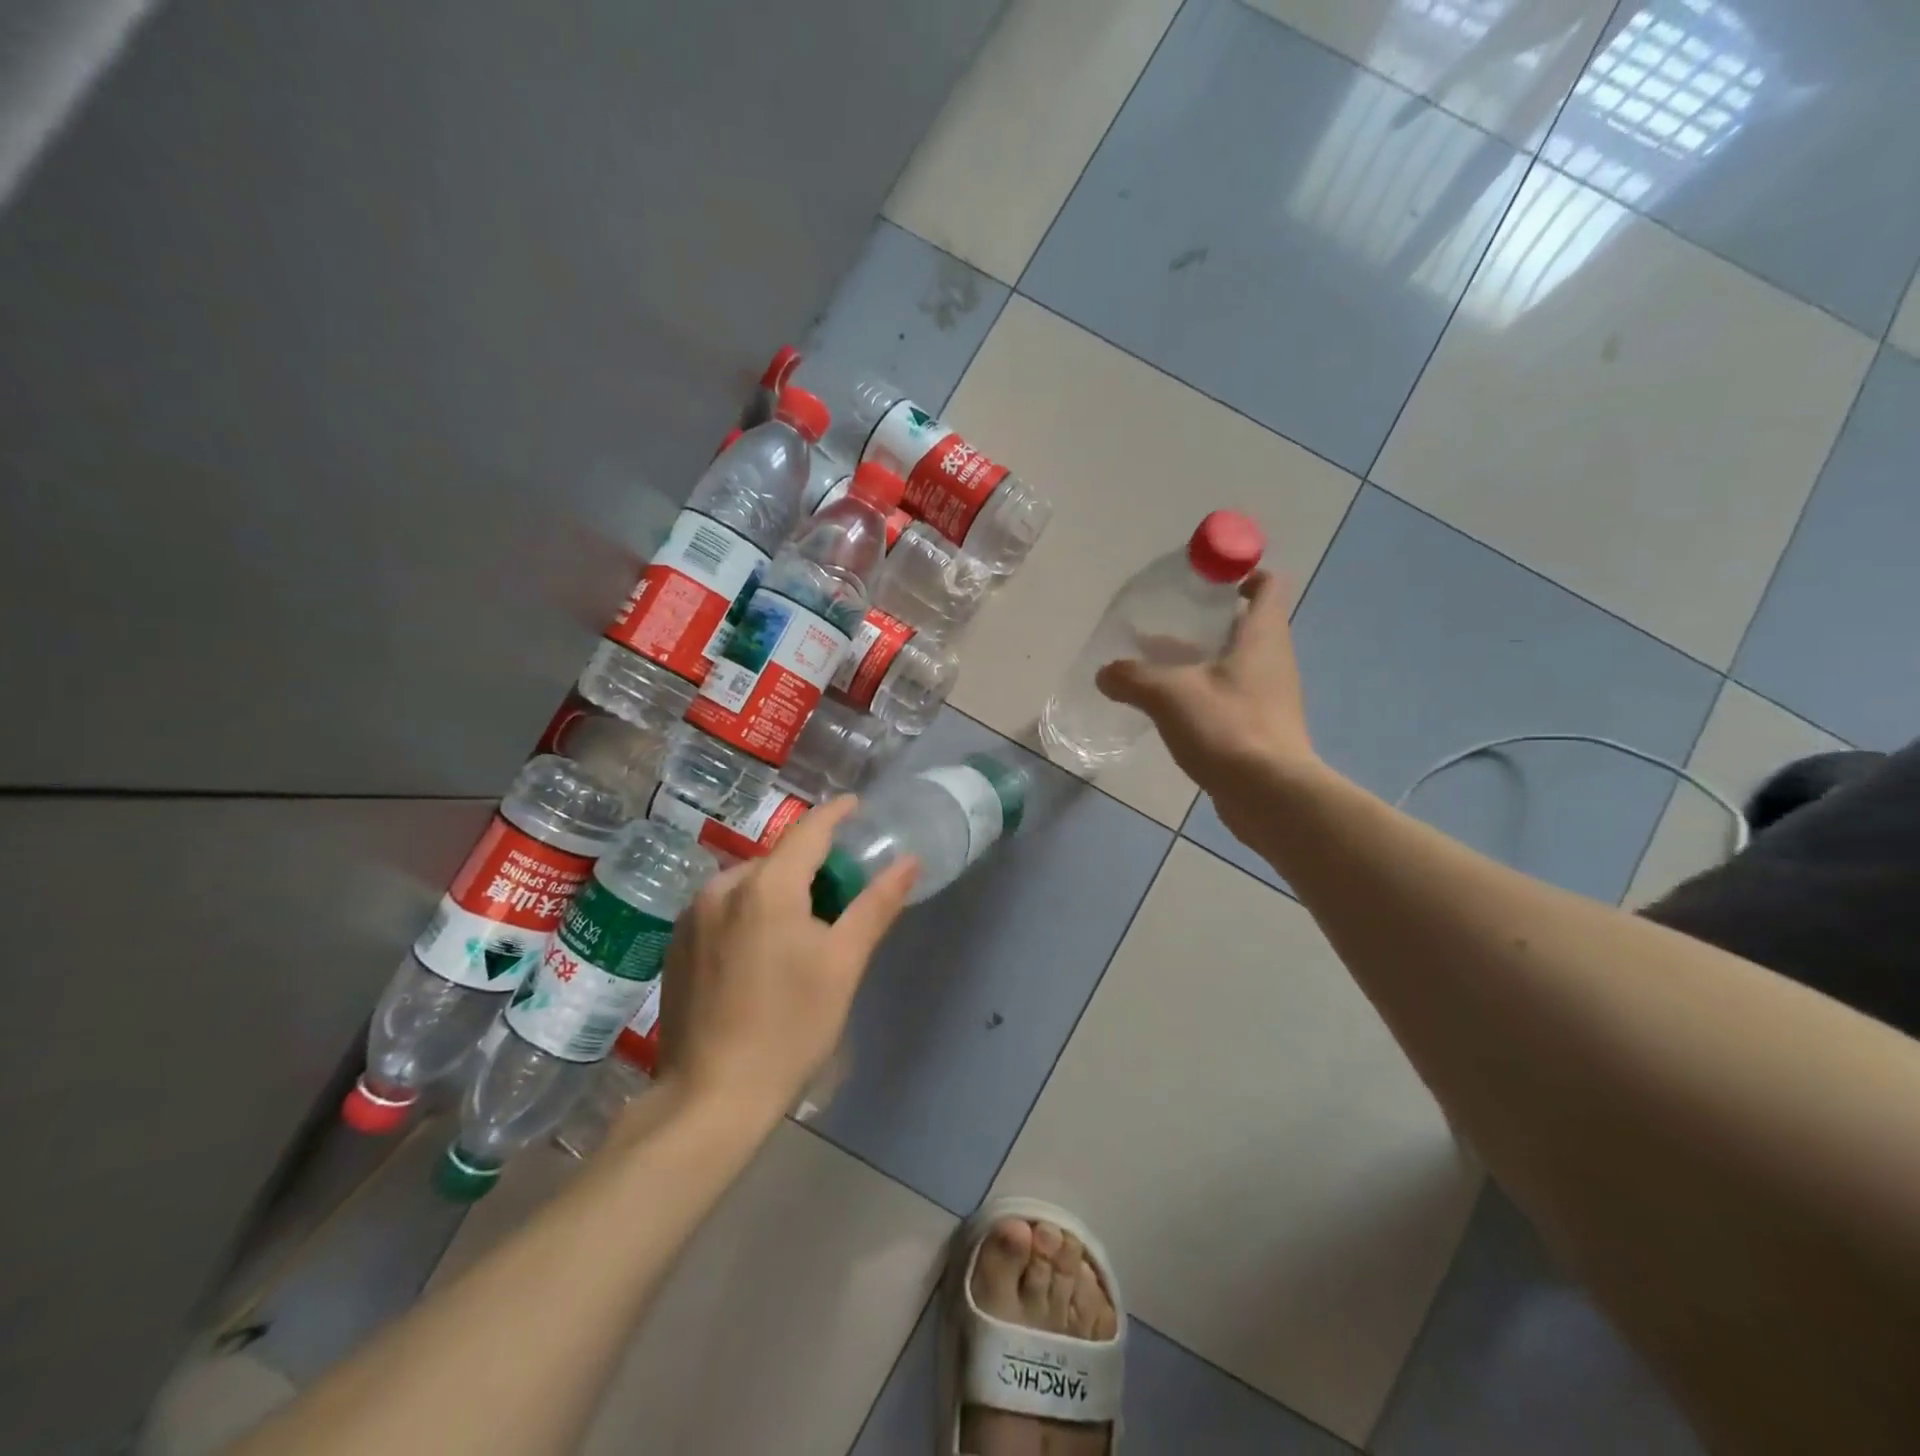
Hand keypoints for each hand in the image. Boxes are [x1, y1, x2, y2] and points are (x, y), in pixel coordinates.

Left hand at [653, 797, 917, 1122]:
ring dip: (780, 890)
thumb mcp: (843, 964)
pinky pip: (725, 907)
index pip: (809, 831)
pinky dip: (751, 911)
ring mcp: (692, 915)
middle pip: (779, 859)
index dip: (836, 814)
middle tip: (843, 890)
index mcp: (766, 887)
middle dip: (813, 865)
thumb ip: (876, 904)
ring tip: (804, 927)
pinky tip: (763, 952)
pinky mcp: (677, 942)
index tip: (857, 806)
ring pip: (750, 884)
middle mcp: (722, 887)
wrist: (712, 1096)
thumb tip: (909, 861)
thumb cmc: (790, 1027)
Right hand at [1095, 571, 1318, 824]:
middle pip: (1244, 625)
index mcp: (1262, 637)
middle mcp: (1273, 660)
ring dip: (1199, 660)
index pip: (1268, 586)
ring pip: (1233, 664)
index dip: (1241, 574)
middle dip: (1205, 622)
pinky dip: (1202, 693)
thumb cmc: (1227, 728)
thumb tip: (1105, 673)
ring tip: (1155, 666)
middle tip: (1165, 625)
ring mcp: (1269, 697)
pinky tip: (1169, 708)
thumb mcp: (1169, 695)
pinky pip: (1229, 697)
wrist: (1270, 796)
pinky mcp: (1260, 728)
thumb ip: (1132, 678)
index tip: (1204, 580)